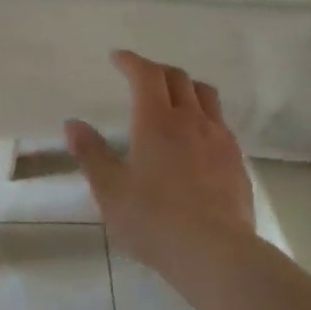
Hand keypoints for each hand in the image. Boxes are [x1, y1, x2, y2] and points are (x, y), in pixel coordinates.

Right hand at [64, 50, 253, 261]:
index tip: (118, 58)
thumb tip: (73, 124)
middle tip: (141, 77)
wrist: (215, 251)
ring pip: (206, 95)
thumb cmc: (153, 220)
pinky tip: (196, 136)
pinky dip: (204, 114)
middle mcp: (191, 120)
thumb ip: (91, 154)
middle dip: (157, 70)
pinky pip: (220, 122)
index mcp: (157, 121)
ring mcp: (219, 138)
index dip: (131, 61)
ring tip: (173, 98)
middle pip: (179, 78)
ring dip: (186, 87)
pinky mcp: (236, 160)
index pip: (146, 75)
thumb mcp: (110, 191)